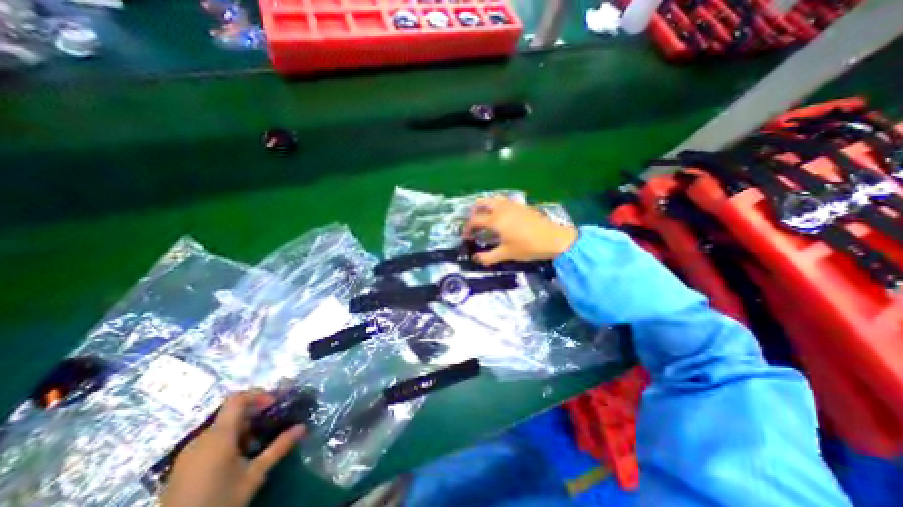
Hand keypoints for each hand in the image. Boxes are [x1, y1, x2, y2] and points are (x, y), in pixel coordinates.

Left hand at [160, 392, 303, 505]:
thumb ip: (278, 448)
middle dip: (253, 416)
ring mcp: (188, 453)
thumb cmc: (219, 501)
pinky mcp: (182, 466)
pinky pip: (210, 441)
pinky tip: (236, 460)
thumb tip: (302, 427)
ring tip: (255, 447)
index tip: (274, 404)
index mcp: (218, 436)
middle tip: (270, 428)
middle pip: (231, 414)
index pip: (237, 399)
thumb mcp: (254, 475)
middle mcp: (200, 439)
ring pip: (221, 428)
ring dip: (242, 430)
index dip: (257, 395)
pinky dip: (228, 441)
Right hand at [465, 196, 578, 266]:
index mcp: (495, 219)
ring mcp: (513, 205)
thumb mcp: (507, 254)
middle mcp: (502, 208)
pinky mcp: (522, 206)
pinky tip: (502, 218)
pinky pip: (504, 202)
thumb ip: (488, 257)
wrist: (555, 239)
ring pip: (493, 200)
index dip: (468, 228)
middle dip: (474, 212)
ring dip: (486, 207)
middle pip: (482, 203)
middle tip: (474, 224)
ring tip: (486, 219)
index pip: (475, 220)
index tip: (466, 237)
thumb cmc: (528, 247)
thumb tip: (476, 259)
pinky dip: (497, 207)